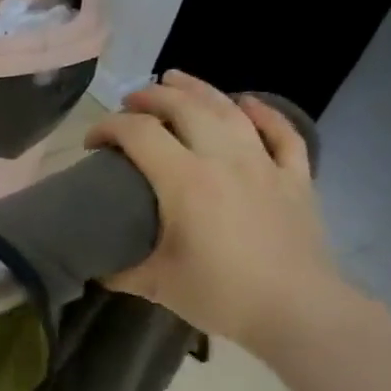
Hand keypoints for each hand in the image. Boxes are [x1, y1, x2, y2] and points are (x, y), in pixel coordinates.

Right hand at [84, 69, 349, 353]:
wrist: (298, 311)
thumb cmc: (221, 294)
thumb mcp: (157, 284)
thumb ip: (120, 269)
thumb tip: (96, 264)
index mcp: (184, 181)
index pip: (138, 134)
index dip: (107, 128)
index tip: (91, 144)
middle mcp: (223, 159)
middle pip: (184, 107)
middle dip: (151, 97)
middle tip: (129, 102)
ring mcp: (264, 165)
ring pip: (230, 110)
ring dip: (199, 89)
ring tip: (176, 79)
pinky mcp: (295, 178)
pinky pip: (281, 134)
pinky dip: (264, 114)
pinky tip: (248, 103)